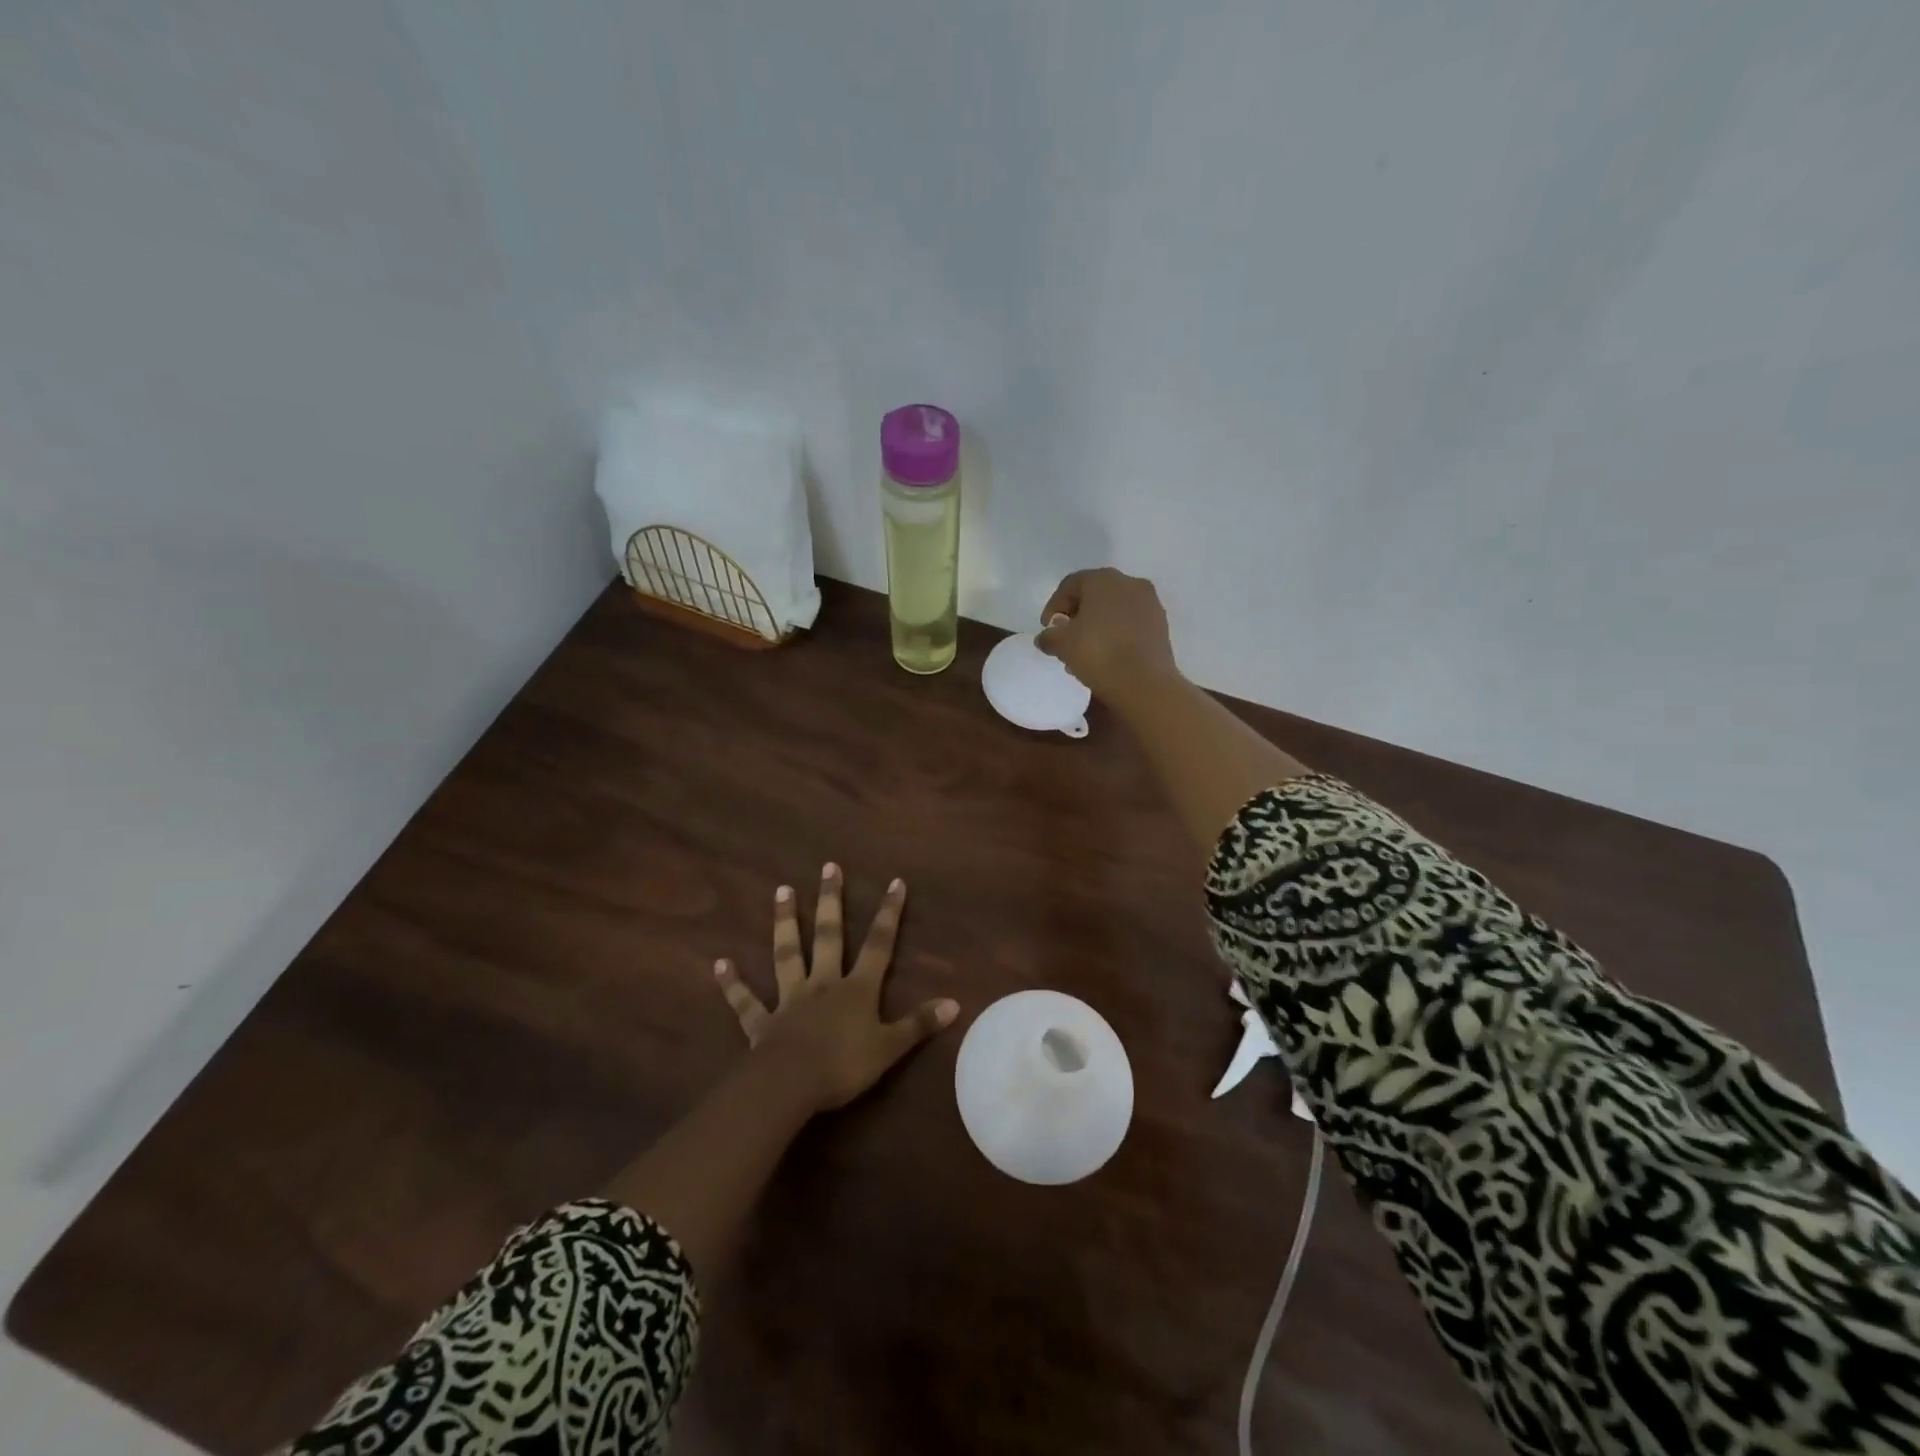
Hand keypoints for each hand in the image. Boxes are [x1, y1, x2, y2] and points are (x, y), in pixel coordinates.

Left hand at [714, 864, 958, 1113]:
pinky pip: (745, 1002)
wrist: (791, 1085)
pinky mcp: (762, 1023)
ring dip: (785, 923)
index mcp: (856, 989)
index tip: (894, 882)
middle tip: (828, 867)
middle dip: (831, 901)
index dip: (888, 914)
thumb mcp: (889, 1047)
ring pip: (787, 954)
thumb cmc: (844, 1065)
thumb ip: (919, 1024)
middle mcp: (823, 984)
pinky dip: (732, 984)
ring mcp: (790, 1000)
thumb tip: (955, 1003)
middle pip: (828, 936)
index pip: (878, 944)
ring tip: (781, 891)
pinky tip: (719, 964)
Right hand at [1035, 567, 1180, 704]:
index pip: (1070, 585)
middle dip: (1076, 616)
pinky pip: (1130, 623)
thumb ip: (1049, 636)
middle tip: (1065, 639)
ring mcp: (1150, 603)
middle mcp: (1129, 583)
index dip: (1054, 606)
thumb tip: (1046, 637)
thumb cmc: (1098, 653)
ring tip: (1084, 652)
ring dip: (1096, 626)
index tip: (1047, 629)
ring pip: (1113, 610)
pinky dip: (1116, 634)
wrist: (1144, 683)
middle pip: (1094, 595)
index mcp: (1103, 579)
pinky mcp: (1161, 625)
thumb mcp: (1062, 644)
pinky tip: (1107, 656)